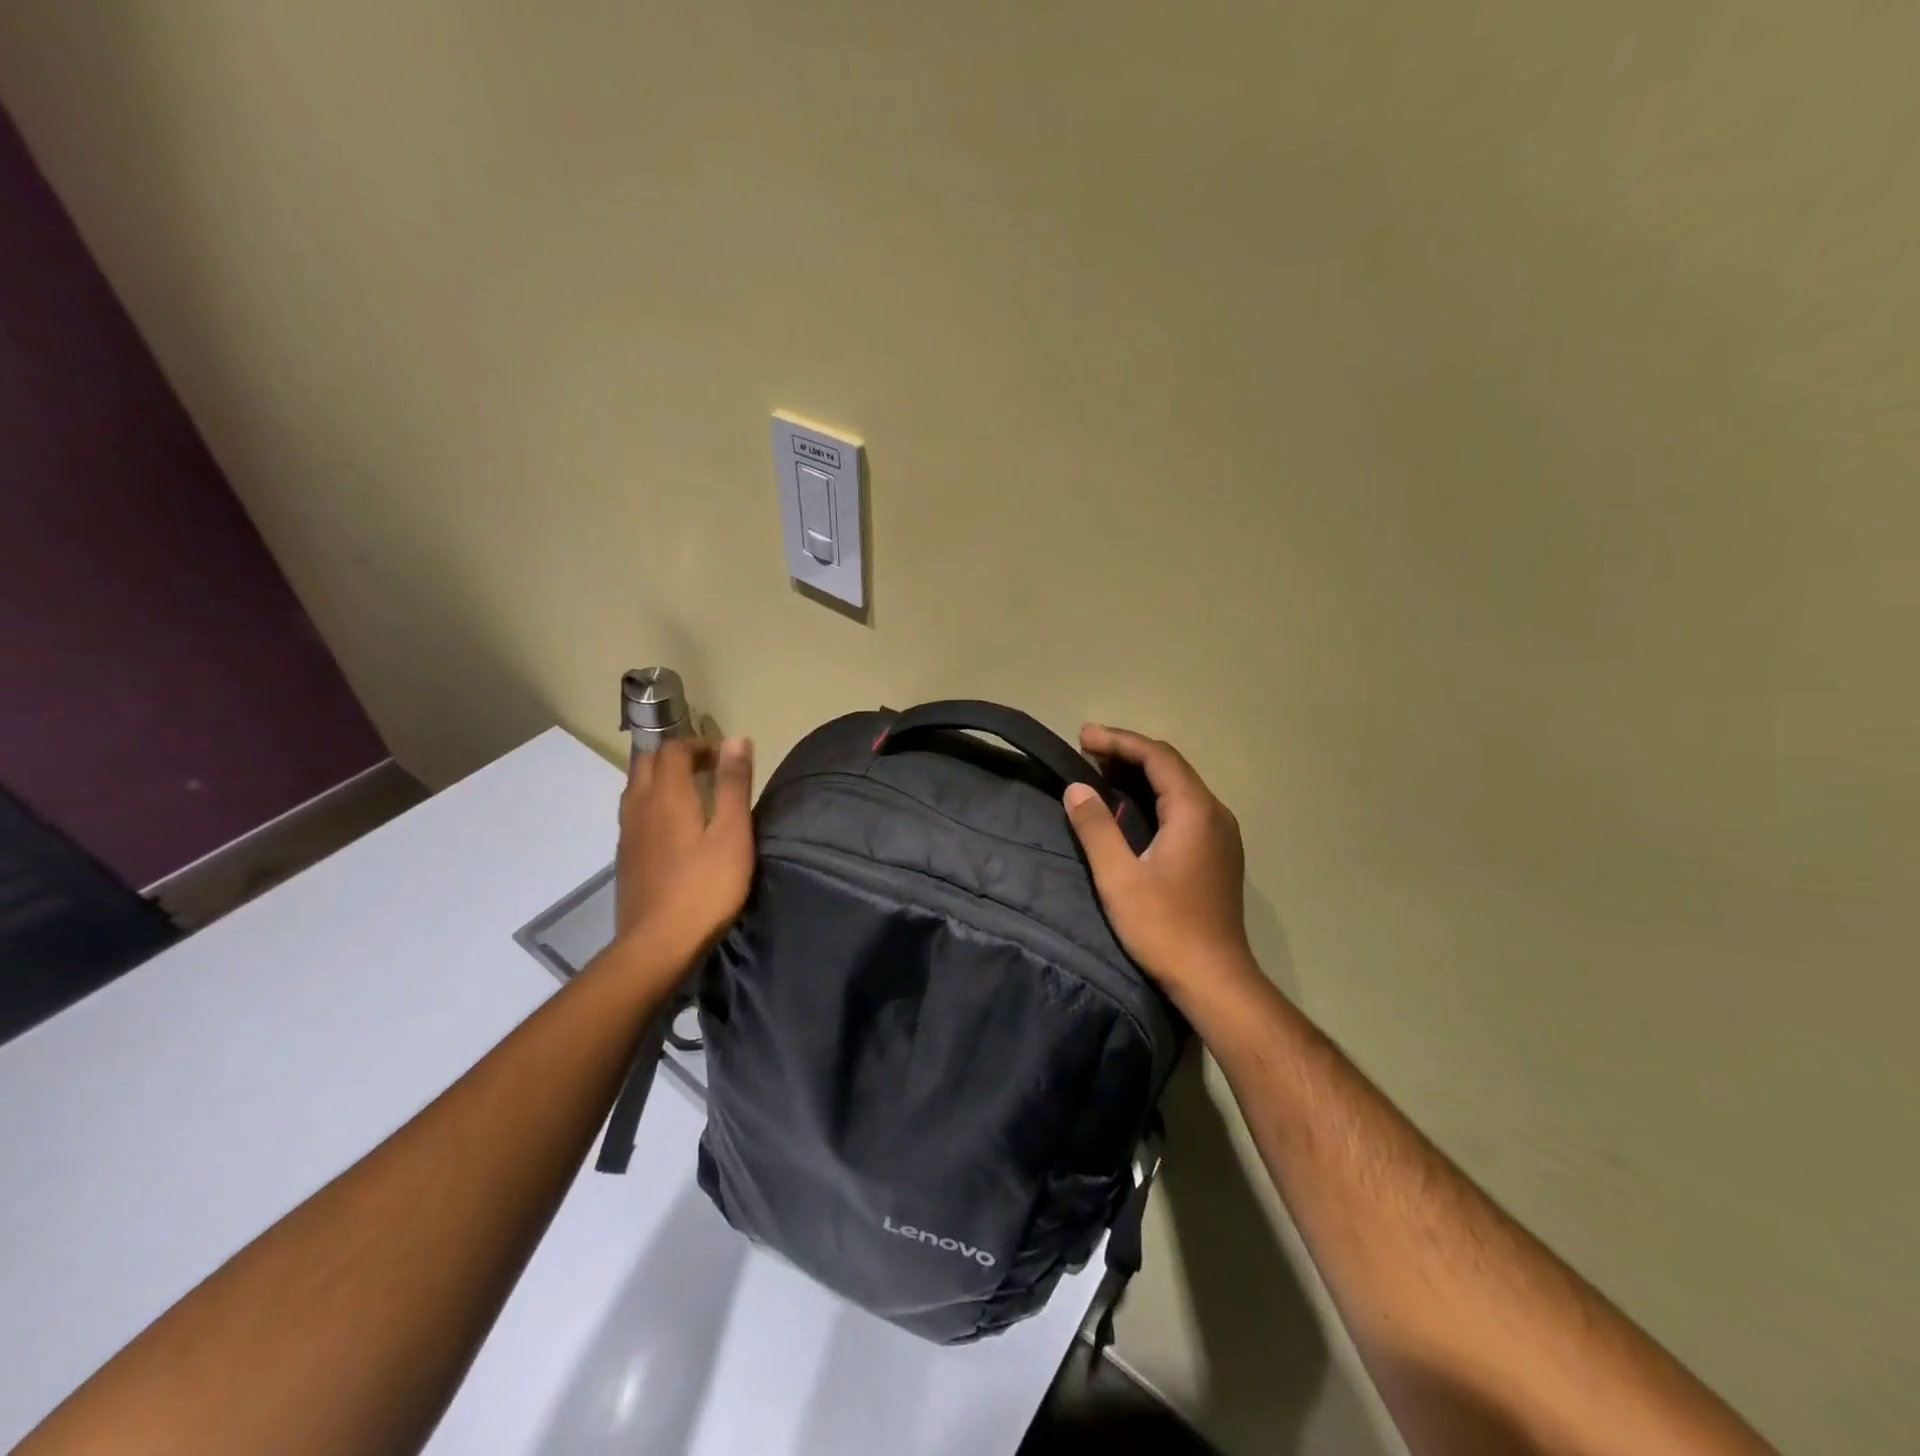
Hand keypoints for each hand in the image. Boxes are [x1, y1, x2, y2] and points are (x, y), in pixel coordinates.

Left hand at [612, 737, 754, 970]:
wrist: (658, 943)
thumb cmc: (706, 886)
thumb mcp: (733, 833)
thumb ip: (733, 784)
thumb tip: (736, 739)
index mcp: (667, 794)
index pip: (674, 748)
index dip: (699, 744)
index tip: (725, 757)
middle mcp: (640, 805)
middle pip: (648, 762)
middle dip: (677, 755)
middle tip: (709, 769)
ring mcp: (627, 831)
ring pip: (636, 786)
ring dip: (662, 778)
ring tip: (693, 793)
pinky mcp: (625, 855)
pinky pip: (634, 811)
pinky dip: (654, 802)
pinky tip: (674, 827)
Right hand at [1063, 725, 1256, 1002]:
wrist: (1215, 979)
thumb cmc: (1165, 928)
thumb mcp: (1119, 877)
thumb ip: (1096, 828)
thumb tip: (1076, 788)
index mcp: (1195, 811)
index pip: (1157, 756)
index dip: (1119, 741)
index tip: (1083, 736)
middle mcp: (1214, 814)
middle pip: (1171, 767)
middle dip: (1128, 753)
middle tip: (1086, 750)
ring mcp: (1221, 835)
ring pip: (1179, 787)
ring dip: (1141, 774)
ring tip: (1100, 772)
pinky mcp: (1218, 854)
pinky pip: (1184, 808)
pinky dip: (1153, 797)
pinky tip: (1129, 809)